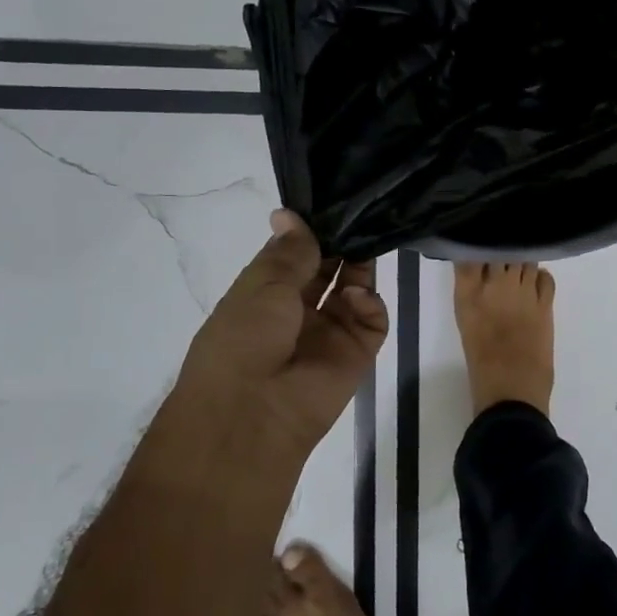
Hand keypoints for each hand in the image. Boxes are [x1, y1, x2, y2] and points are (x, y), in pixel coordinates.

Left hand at [176, 211, 388, 456]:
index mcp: (266, 295)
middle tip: (359, 214)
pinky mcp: (358, 351)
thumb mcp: (261, 286)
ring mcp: (331, 331)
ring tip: (366, 243)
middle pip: (329, 269)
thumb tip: (288, 213)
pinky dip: (369, 301)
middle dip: (340, 244)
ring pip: (355, 289)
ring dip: (359, 266)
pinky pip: (373, 319)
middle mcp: (299, 311)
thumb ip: (290, 251)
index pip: (295, 255)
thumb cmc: (243, 340)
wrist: (254, 412)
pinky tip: (357, 295)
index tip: (329, 203)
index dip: (310, 231)